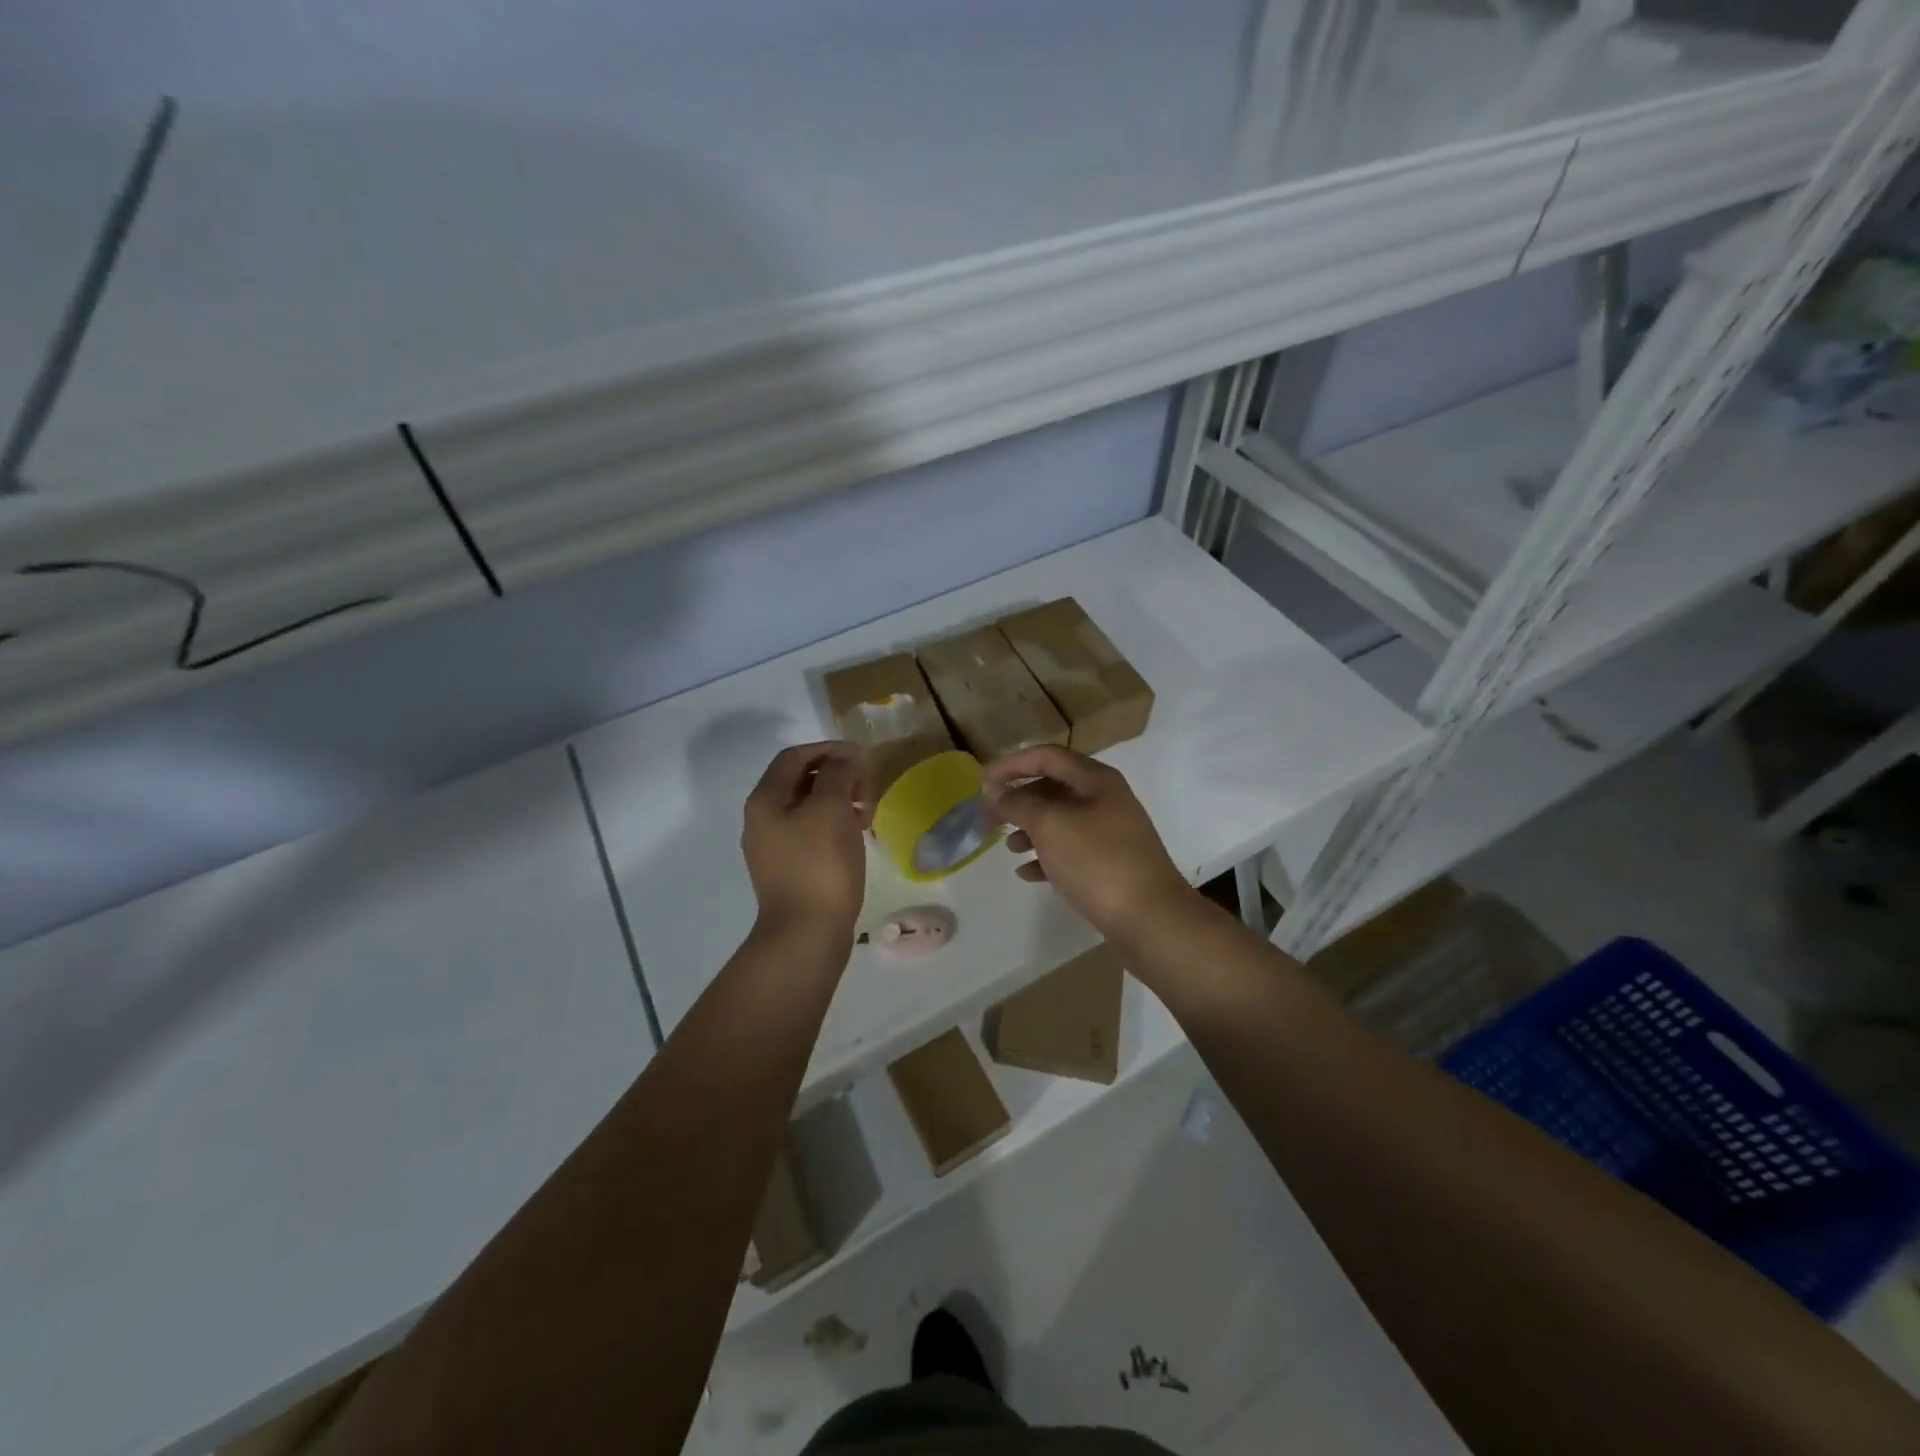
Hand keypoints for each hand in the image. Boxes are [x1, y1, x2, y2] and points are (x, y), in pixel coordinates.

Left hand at [742, 742, 871, 943]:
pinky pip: (813, 833)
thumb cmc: (819, 865)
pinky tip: (857, 835)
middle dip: (837, 775)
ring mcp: (774, 847)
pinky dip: (836, 825)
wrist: (806, 933)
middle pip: (801, 780)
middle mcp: (763, 819)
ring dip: (839, 800)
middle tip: (868, 787)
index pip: (795, 756)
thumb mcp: (830, 808)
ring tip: (868, 812)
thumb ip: (837, 774)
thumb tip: (844, 758)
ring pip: (809, 808)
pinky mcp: (790, 869)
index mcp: (766, 800)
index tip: (861, 758)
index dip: (828, 749)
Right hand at [984, 746, 1193, 940]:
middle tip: (990, 819)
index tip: (982, 783)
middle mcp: (1106, 799)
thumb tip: (998, 793)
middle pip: (1053, 787)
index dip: (1011, 764)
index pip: (1047, 756)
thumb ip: (1018, 804)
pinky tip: (1028, 873)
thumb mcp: (1050, 825)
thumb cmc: (1097, 862)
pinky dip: (1047, 856)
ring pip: (1061, 820)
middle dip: (1019, 800)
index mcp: (1096, 780)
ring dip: (1030, 829)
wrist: (1150, 918)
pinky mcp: (1111, 864)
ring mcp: (1111, 833)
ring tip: (1009, 847)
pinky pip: (1071, 851)